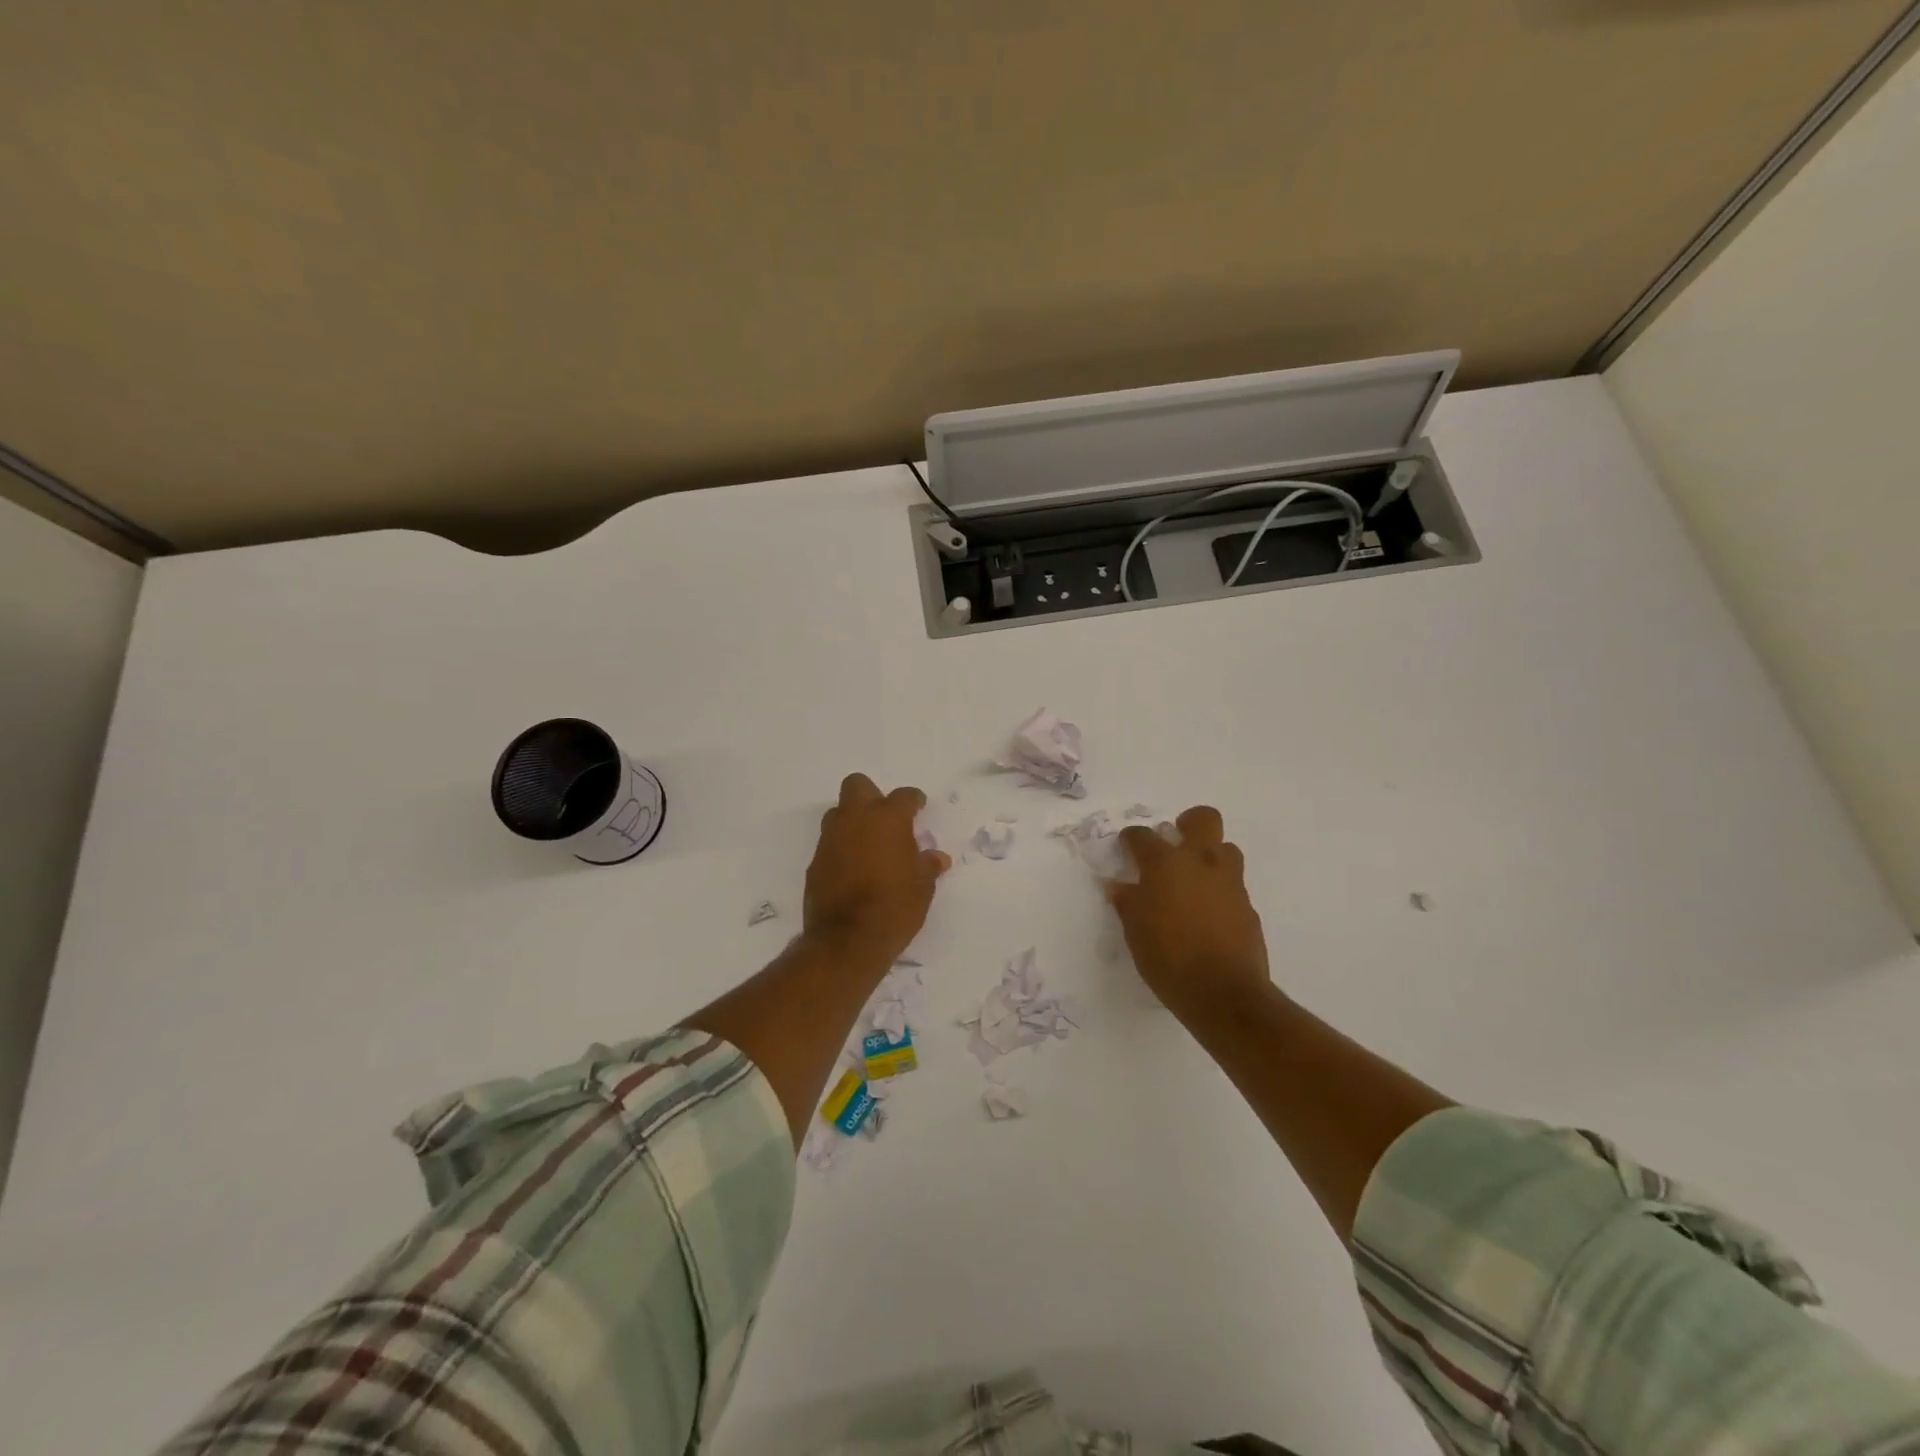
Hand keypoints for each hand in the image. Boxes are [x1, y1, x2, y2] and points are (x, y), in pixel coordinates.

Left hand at [803, 773, 948, 964]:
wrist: (846, 940)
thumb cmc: (894, 907)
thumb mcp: (922, 888)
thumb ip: (927, 866)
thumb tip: (936, 858)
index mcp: (888, 819)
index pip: (904, 796)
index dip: (914, 800)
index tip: (919, 807)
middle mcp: (856, 820)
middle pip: (857, 786)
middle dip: (871, 795)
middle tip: (886, 818)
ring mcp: (831, 839)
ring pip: (839, 813)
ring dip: (853, 821)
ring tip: (869, 844)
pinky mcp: (815, 862)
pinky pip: (830, 843)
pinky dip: (841, 849)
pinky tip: (853, 869)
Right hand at [1109, 805, 1270, 1026]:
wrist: (1223, 993)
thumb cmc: (1168, 958)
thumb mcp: (1135, 931)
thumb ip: (1126, 902)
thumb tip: (1118, 886)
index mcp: (1165, 864)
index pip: (1142, 836)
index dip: (1131, 839)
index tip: (1127, 848)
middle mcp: (1200, 862)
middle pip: (1203, 819)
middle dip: (1188, 824)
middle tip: (1175, 843)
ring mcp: (1229, 883)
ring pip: (1226, 848)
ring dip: (1210, 856)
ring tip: (1193, 880)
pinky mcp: (1249, 906)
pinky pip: (1233, 885)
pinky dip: (1219, 890)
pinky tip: (1207, 914)